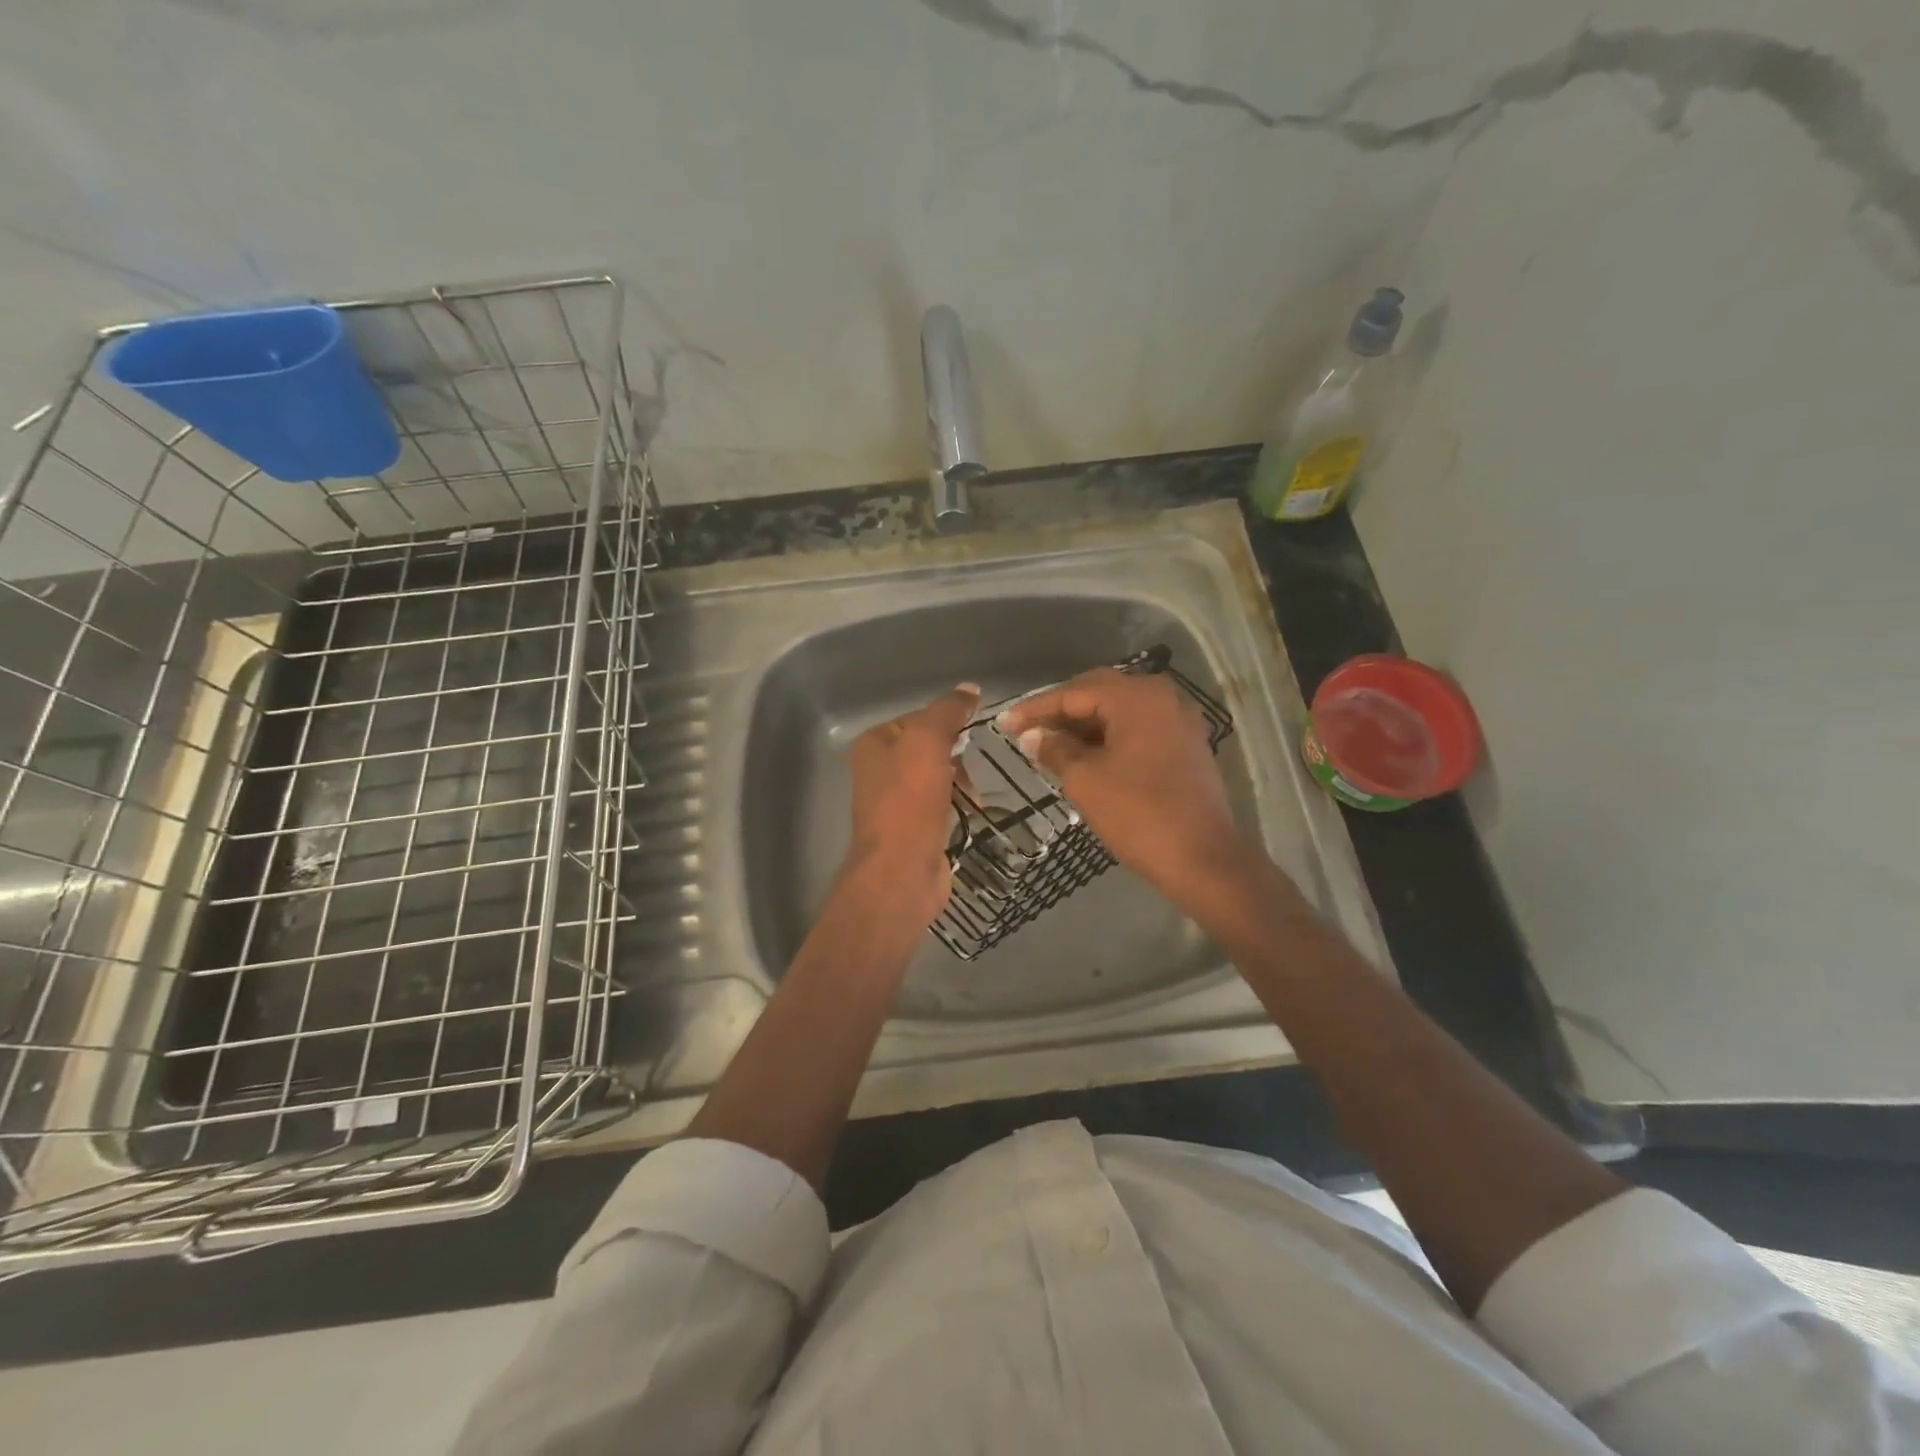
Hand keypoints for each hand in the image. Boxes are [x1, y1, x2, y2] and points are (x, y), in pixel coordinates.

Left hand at [846, 684, 980, 923]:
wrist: (902, 870)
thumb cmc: (910, 800)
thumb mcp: (928, 741)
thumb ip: (947, 711)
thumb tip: (970, 688)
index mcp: (874, 744)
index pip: (918, 717)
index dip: (947, 720)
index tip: (974, 731)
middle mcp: (879, 770)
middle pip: (929, 747)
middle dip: (956, 754)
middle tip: (975, 766)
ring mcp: (895, 802)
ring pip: (938, 777)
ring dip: (961, 782)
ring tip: (977, 794)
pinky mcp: (913, 829)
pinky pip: (943, 805)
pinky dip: (959, 805)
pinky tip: (974, 811)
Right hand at [998, 669, 1250, 911]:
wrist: (1203, 859)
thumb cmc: (1139, 815)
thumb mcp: (1086, 781)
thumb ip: (1055, 749)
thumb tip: (1033, 736)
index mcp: (1137, 697)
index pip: (1074, 693)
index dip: (1036, 709)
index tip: (1004, 724)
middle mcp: (1162, 697)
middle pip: (1099, 694)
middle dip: (1060, 713)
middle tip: (1025, 732)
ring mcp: (1178, 721)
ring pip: (1119, 712)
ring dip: (1083, 726)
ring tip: (1049, 746)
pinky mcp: (1185, 746)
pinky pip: (1138, 729)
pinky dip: (1108, 738)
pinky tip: (1084, 756)